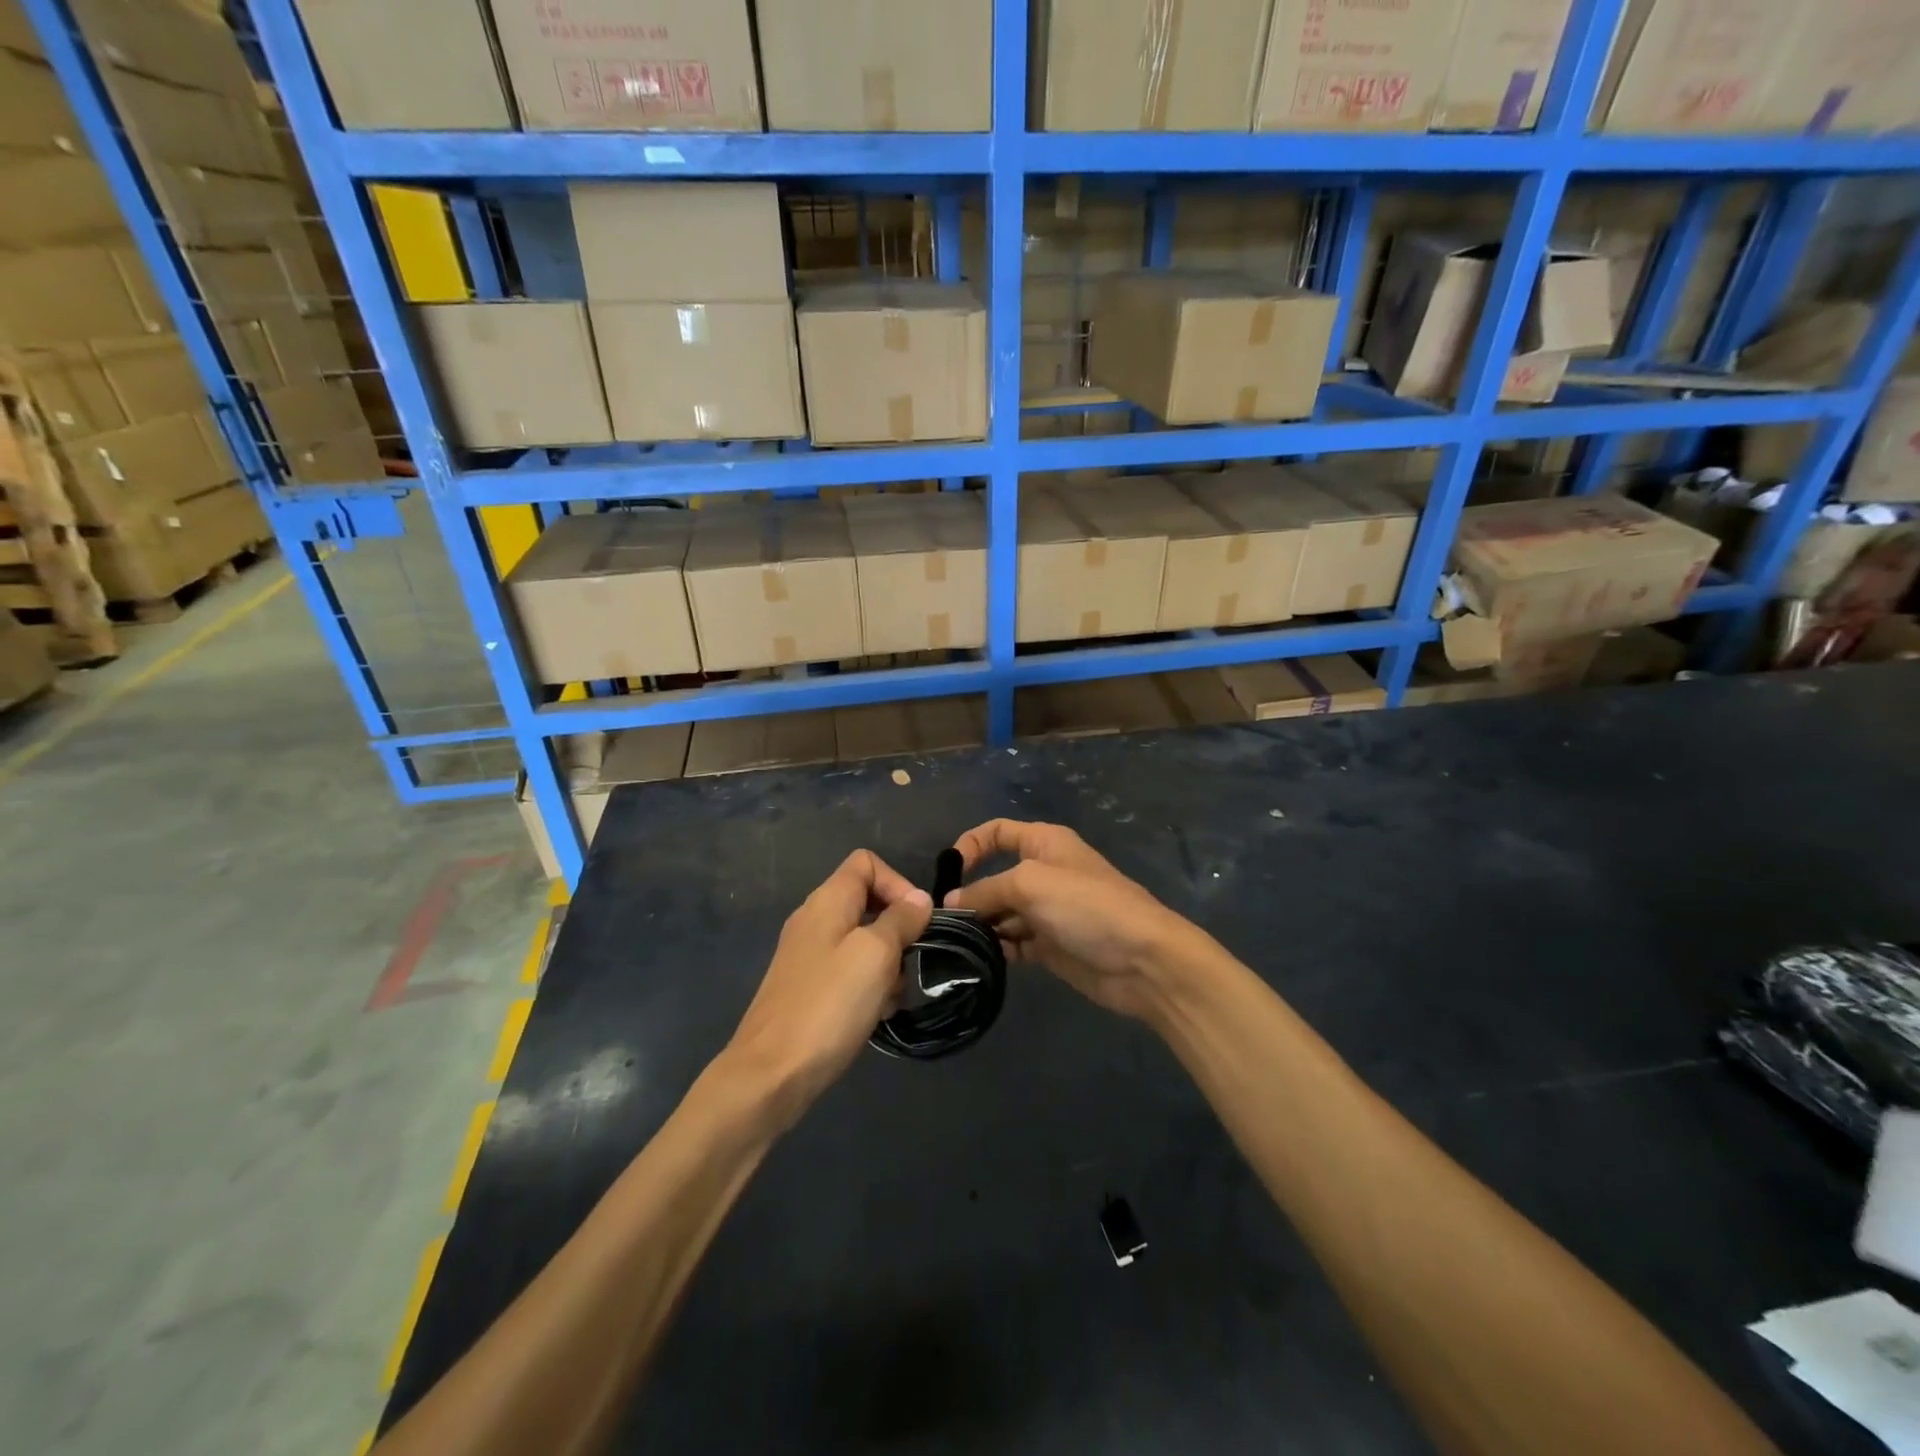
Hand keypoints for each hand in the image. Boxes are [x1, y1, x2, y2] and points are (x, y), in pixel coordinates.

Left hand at [719, 850, 931, 1127]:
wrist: (770, 1075)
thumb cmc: (828, 1005)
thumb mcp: (875, 954)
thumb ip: (901, 919)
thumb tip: (919, 900)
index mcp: (826, 901)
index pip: (866, 863)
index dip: (898, 883)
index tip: (917, 921)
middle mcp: (814, 920)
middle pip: (868, 904)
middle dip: (897, 932)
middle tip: (906, 965)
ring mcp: (807, 956)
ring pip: (863, 943)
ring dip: (886, 966)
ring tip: (889, 999)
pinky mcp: (806, 989)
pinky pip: (848, 973)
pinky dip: (867, 988)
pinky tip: (873, 1016)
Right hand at [944, 820, 1197, 1023]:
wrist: (1142, 960)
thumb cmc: (1086, 906)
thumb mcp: (1030, 884)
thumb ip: (986, 890)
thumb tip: (951, 903)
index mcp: (1044, 844)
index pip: (998, 832)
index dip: (970, 845)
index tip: (948, 874)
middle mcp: (1044, 873)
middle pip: (995, 877)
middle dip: (970, 895)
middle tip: (944, 922)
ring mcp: (1048, 911)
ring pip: (1002, 913)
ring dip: (981, 926)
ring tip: (956, 945)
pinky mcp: (1051, 946)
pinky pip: (1014, 942)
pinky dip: (998, 949)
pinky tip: (979, 961)